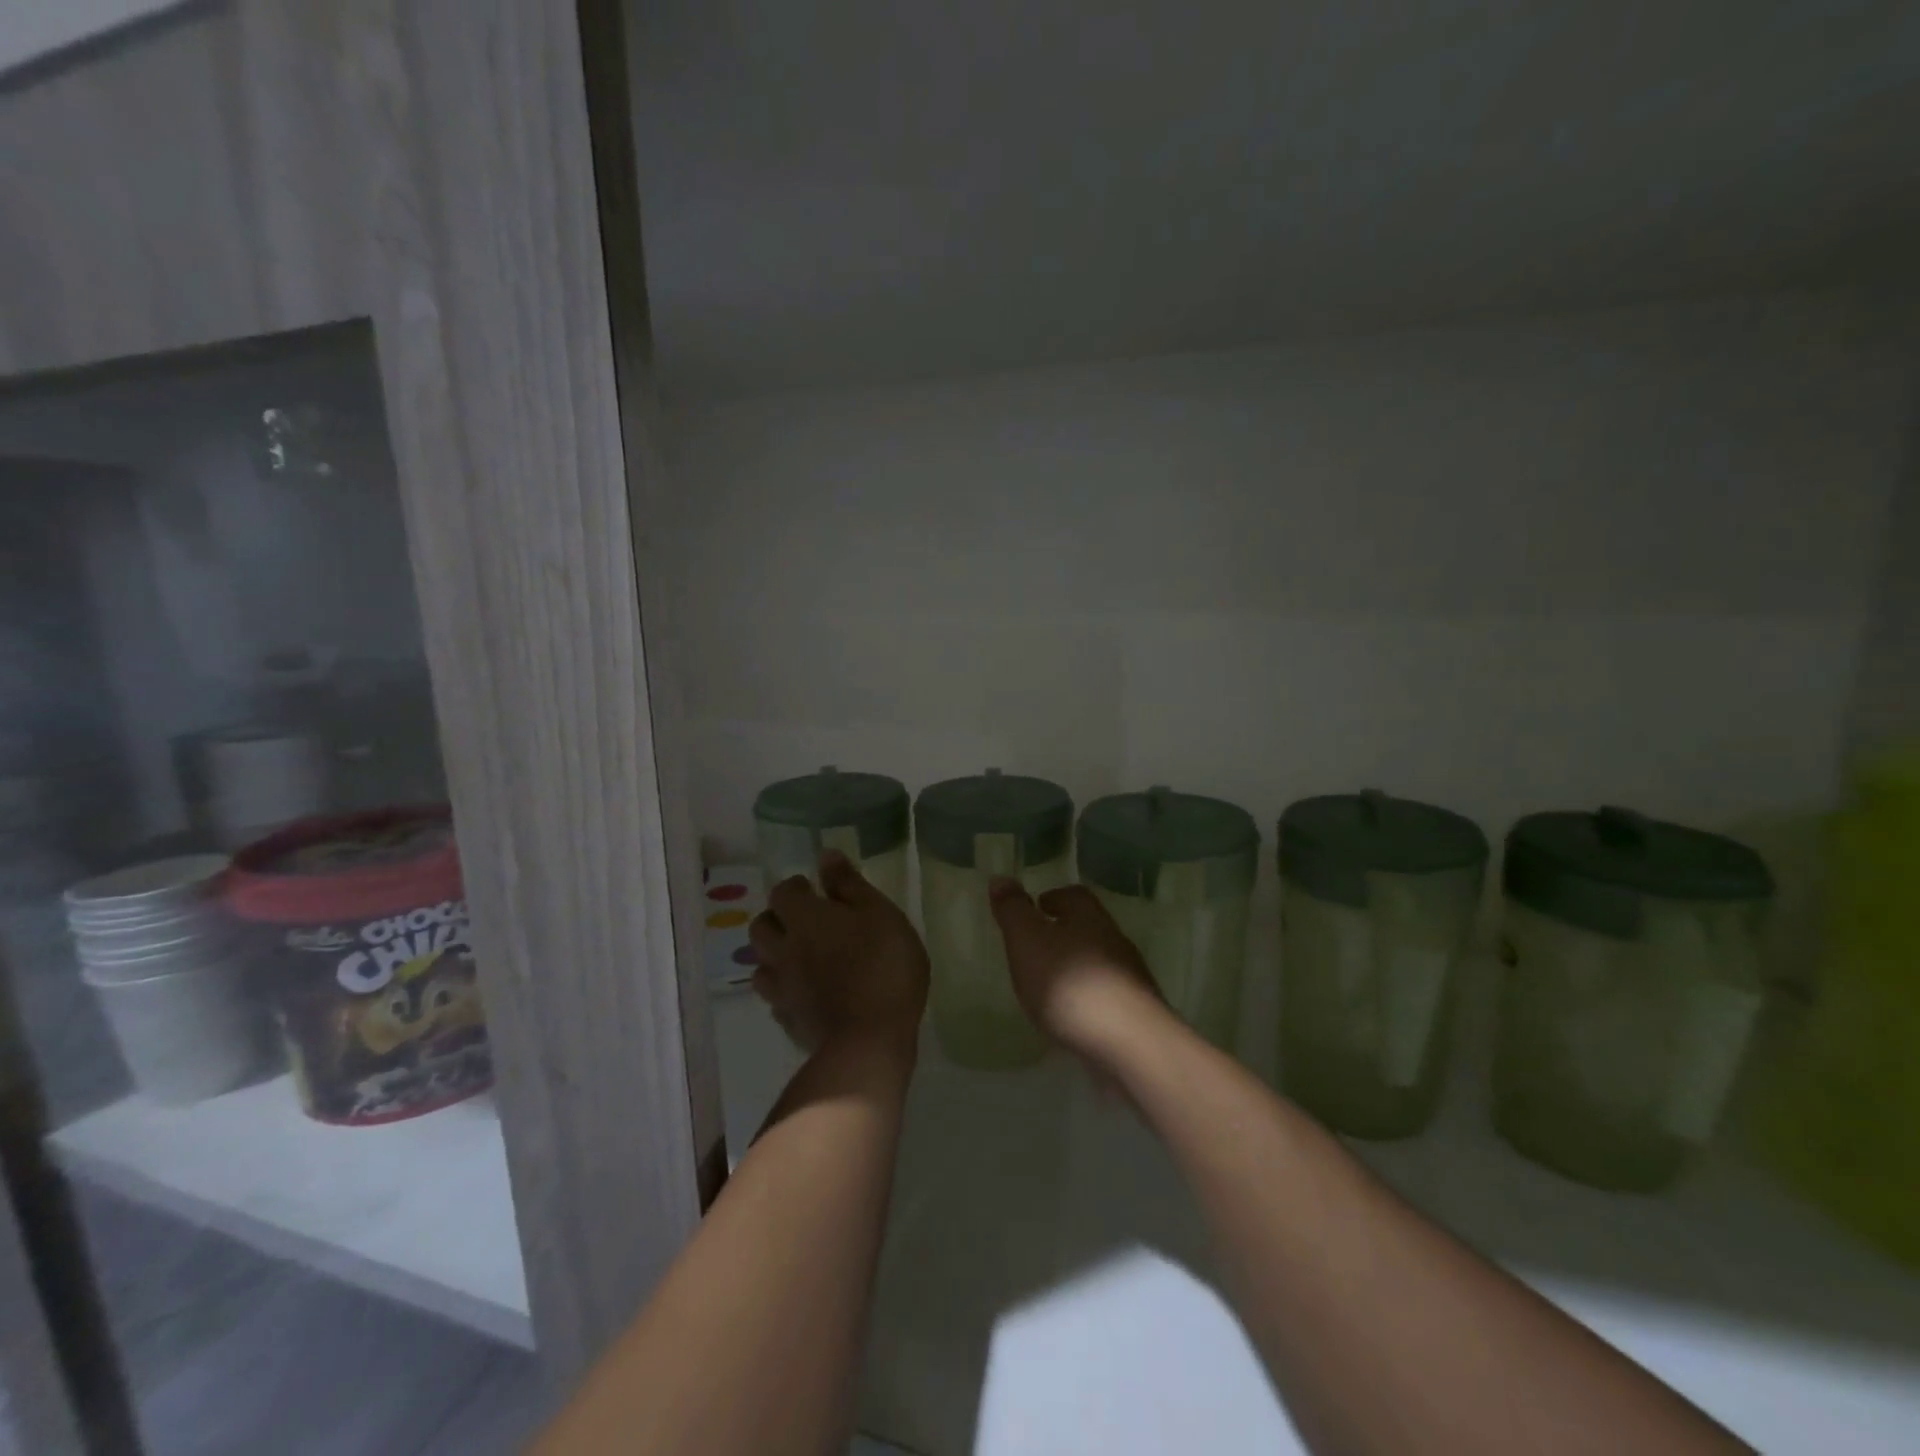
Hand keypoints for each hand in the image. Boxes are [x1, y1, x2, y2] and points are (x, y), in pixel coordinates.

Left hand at [750, 850, 928, 1053]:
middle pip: (761, 928)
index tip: (814, 888)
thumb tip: (825, 855)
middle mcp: (784, 951)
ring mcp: (784, 990)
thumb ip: (850, 884)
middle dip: (777, 918)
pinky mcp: (791, 1023)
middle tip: (804, 920)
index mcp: (805, 919)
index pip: (782, 893)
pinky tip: (805, 993)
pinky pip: (777, 1001)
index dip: (794, 888)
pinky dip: (786, 991)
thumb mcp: (880, 913)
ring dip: (774, 956)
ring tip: (800, 957)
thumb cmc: (883, 965)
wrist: (870, 1040)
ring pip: (761, 966)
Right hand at [987, 879, 1168, 1064]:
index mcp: (1088, 916)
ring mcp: (1129, 977)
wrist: (1128, 1042)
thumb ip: (1013, 910)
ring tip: (1048, 983)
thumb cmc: (1069, 982)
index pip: (1073, 895)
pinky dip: (1086, 996)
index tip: (1036, 906)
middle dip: (1064, 931)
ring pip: (1097, 960)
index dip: (1052, 897)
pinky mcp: (1134, 1012)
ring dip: (1075, 965)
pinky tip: (1071, 1014)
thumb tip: (1001, 878)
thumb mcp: (1027, 940)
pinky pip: (1105, 994)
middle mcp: (1113, 939)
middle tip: (1036, 944)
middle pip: (1088, 926)